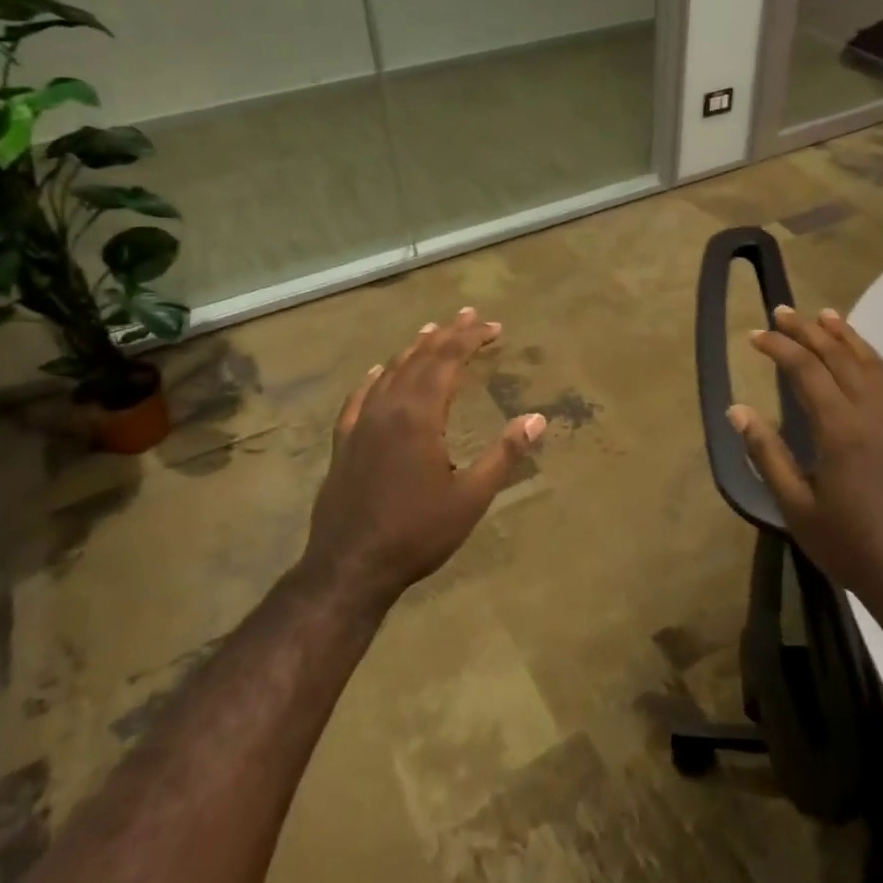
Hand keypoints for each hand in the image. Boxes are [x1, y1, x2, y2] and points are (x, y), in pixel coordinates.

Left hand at [299, 308, 544, 611]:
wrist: (349, 567)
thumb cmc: (417, 533)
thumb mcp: (472, 497)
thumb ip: (504, 454)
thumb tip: (537, 418)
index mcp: (420, 416)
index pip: (448, 361)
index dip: (471, 339)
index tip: (494, 327)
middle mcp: (388, 408)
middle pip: (420, 359)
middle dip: (447, 335)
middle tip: (468, 315)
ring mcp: (361, 424)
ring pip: (390, 372)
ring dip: (413, 349)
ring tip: (431, 332)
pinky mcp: (344, 442)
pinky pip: (359, 397)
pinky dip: (374, 378)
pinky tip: (377, 373)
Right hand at [729, 306, 882, 605]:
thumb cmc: (847, 543)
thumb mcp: (795, 505)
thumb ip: (767, 453)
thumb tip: (737, 410)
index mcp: (840, 429)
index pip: (807, 371)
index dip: (780, 347)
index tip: (755, 336)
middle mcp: (872, 414)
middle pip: (839, 358)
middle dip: (808, 331)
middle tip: (783, 312)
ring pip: (873, 365)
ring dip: (847, 337)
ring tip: (825, 316)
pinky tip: (874, 359)